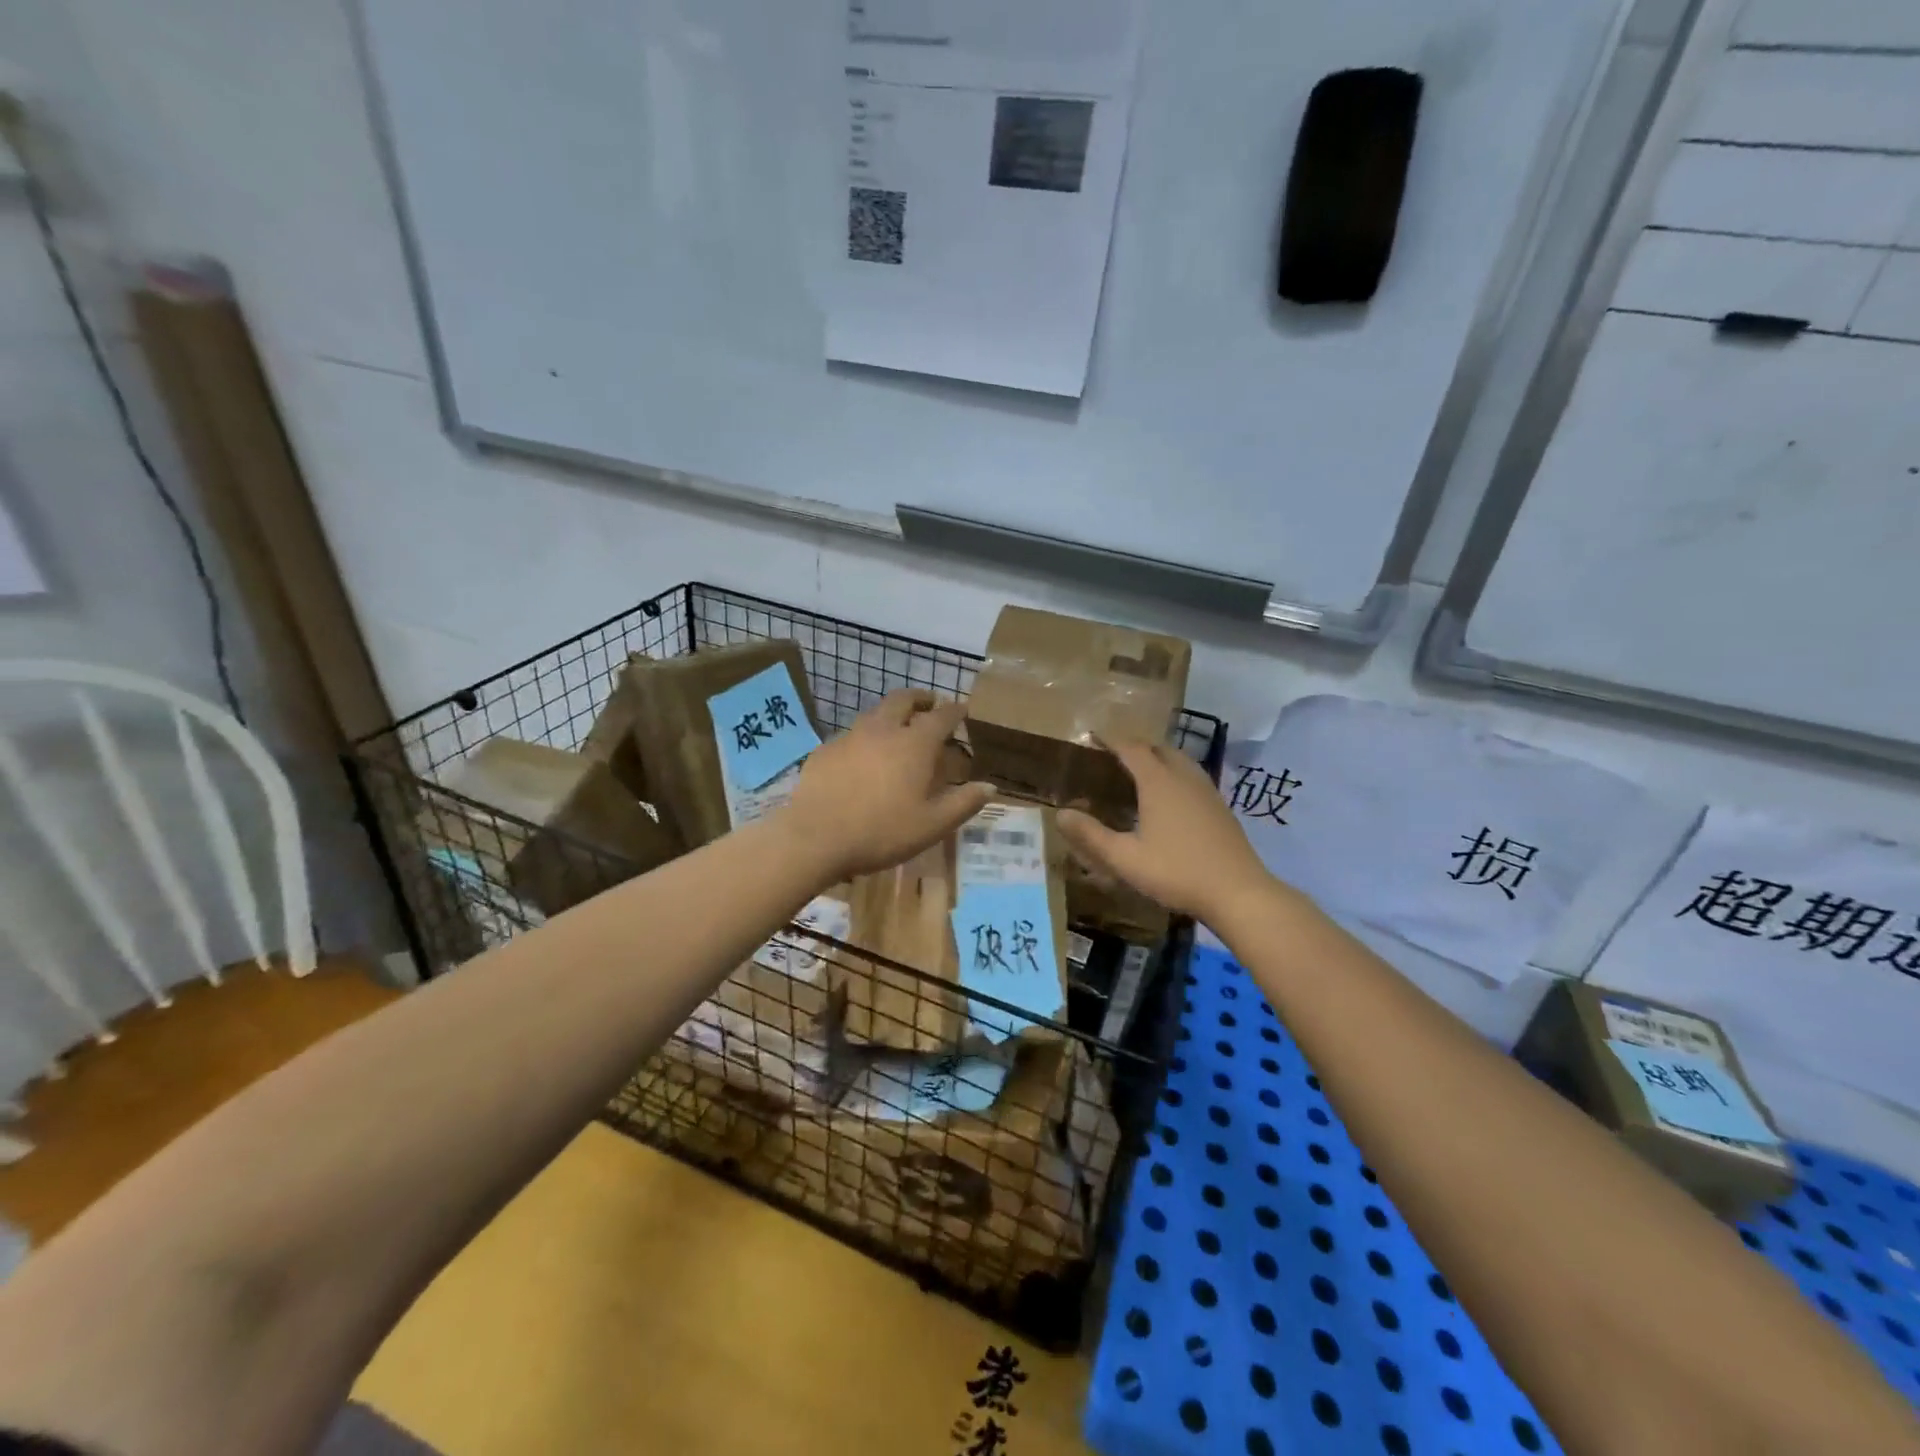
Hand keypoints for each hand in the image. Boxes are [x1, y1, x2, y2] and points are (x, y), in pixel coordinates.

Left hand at [785, 690, 992, 881]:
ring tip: (897, 727)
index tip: (963, 708)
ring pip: (874, 713)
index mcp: (914, 744)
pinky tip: (862, 756)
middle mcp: (883, 730)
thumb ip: (963, 803)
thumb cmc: (881, 831)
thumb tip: (990, 787)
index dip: (955, 710)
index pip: (941, 716)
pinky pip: (851, 734)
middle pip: (903, 700)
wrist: (815, 837)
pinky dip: (865, 736)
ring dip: (891, 714)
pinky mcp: (825, 750)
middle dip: (920, 698)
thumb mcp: (932, 825)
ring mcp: (850, 737)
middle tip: (929, 704)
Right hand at [1057, 738, 1272, 924]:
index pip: (1132, 748)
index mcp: (1158, 782)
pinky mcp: (1221, 807)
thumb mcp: (1125, 858)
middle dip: (1136, 746)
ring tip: (1142, 772)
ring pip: (1180, 761)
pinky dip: (1176, 774)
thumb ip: (1091, 835)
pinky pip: (1193, 777)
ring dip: (1159, 758)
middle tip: (1115, 755)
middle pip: (1159, 748)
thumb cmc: (1176, 872)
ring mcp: (1207, 791)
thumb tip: (1060, 814)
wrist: (1238, 892)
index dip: (1112, 740)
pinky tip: (1172, 798)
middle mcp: (1183, 777)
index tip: (1094, 738)